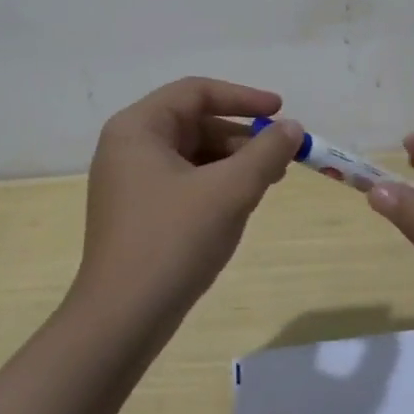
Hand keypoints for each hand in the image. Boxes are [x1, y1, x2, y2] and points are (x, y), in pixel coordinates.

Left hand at [72, 77, 301, 344]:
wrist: (121, 321)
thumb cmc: (173, 241)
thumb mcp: (229, 191)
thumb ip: (265, 152)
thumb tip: (292, 128)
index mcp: (138, 128)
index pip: (196, 92)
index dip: (242, 98)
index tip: (280, 110)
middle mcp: (128, 146)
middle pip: (194, 122)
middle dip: (241, 137)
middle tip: (281, 156)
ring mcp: (129, 181)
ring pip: (192, 154)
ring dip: (232, 162)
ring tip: (268, 181)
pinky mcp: (137, 211)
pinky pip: (183, 181)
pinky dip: (215, 184)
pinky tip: (240, 204)